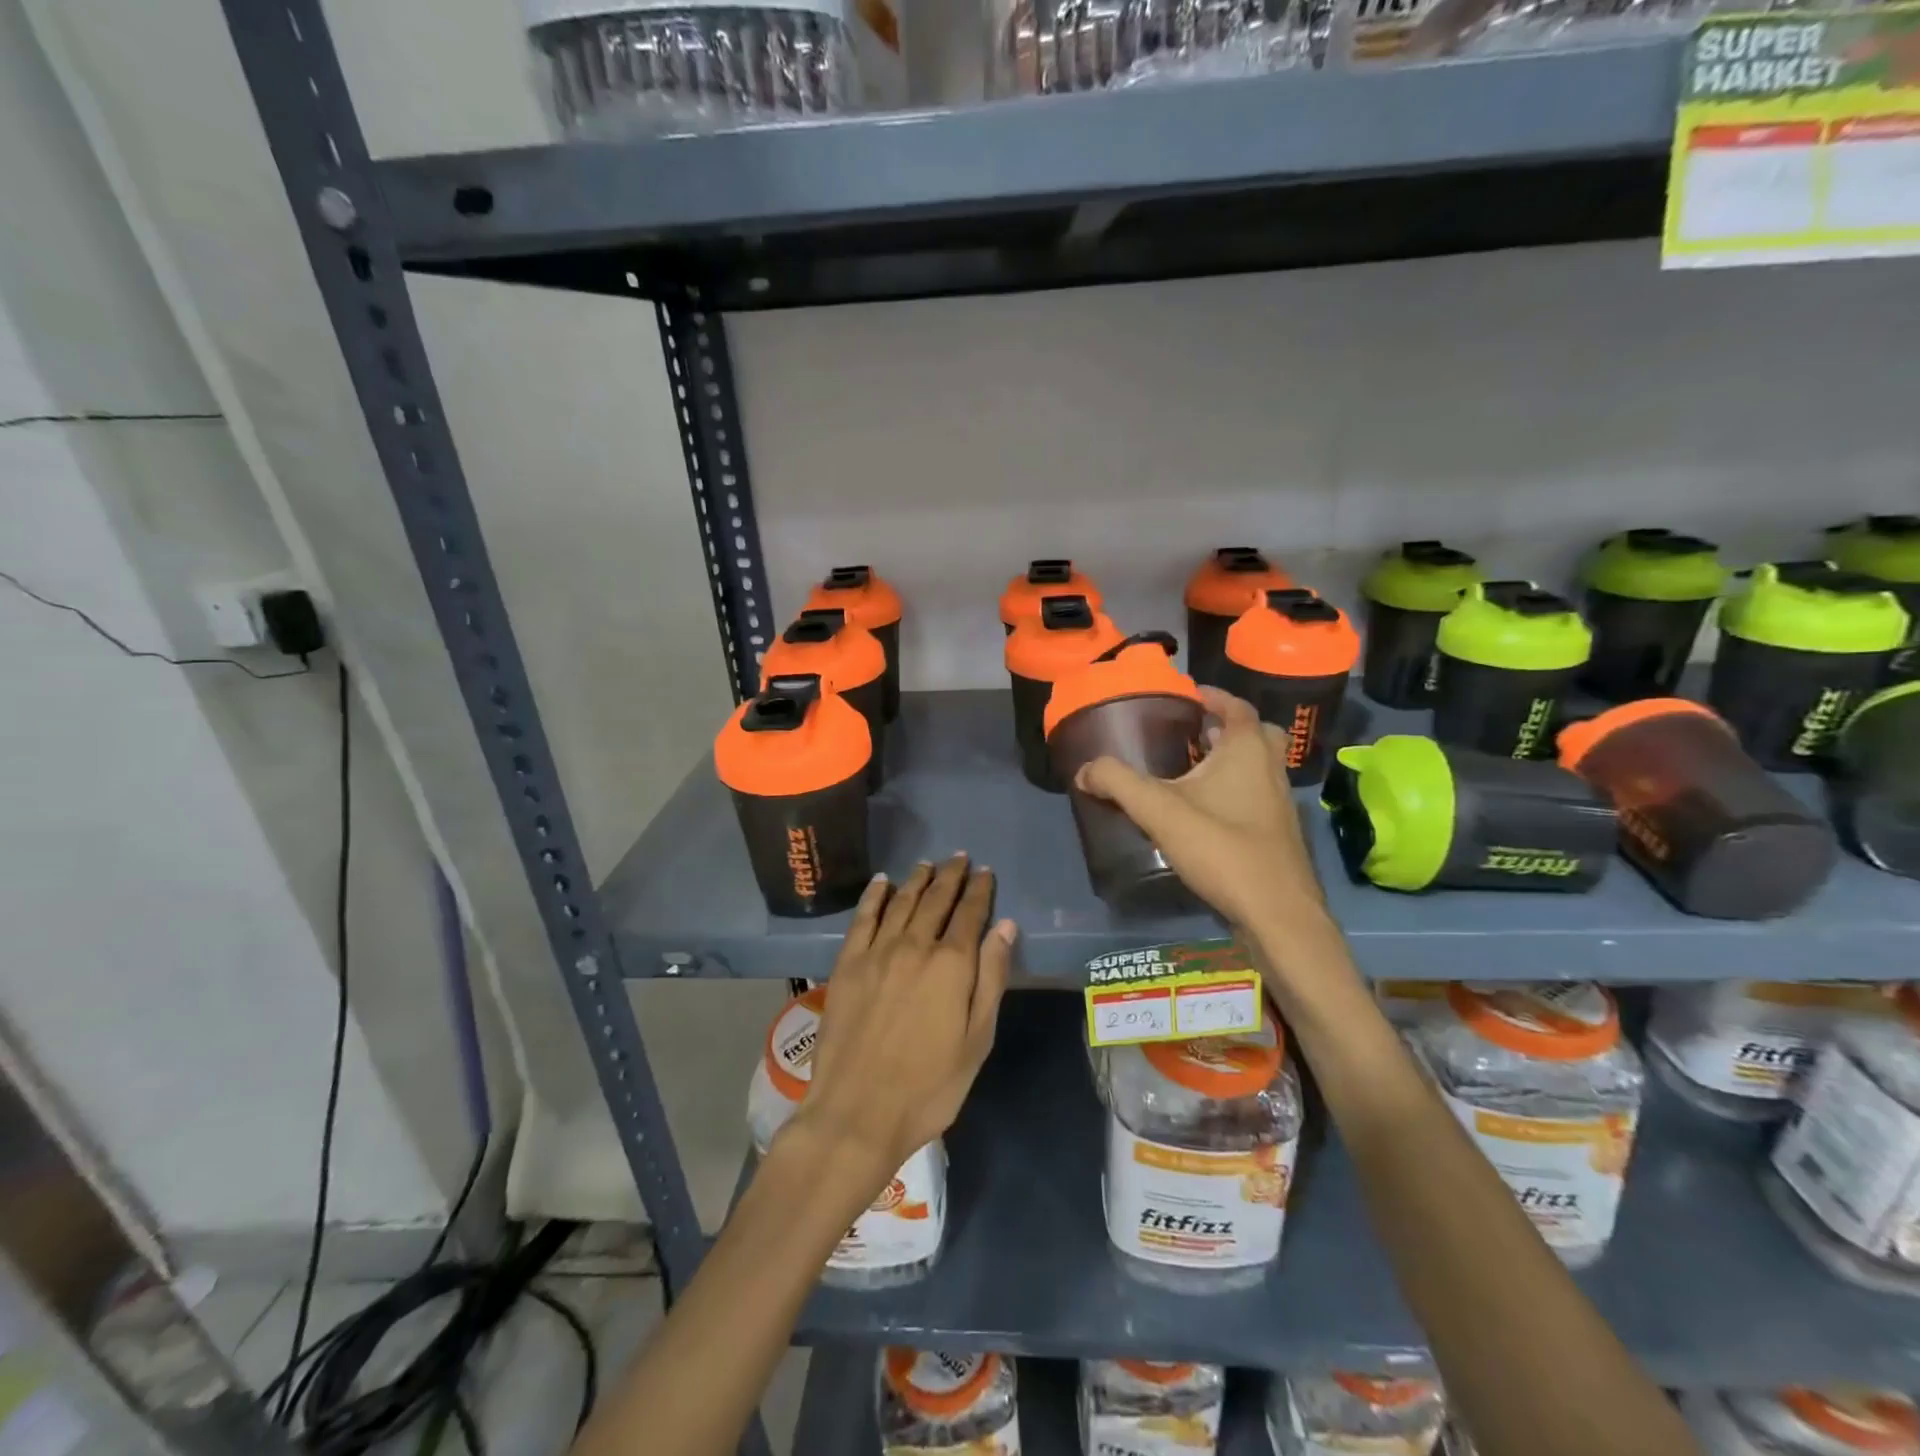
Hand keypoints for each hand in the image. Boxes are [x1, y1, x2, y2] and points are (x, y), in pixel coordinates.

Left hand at [788, 856, 1015, 1186]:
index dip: (980, 890)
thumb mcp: (976, 1040)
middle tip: (959, 858)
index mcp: (951, 964)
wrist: (858, 1113)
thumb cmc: (929, 1086)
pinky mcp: (847, 963)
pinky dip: (875, 895)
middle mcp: (915, 946)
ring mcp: (877, 952)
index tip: (985, 872)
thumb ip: (991, 978)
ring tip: (928, 864)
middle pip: (936, 900)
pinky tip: (882, 882)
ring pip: (901, 902)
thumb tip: (1006, 927)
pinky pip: (863, 917)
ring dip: (918, 880)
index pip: (970, 914)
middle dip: (951, 876)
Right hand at [1074, 688, 1323, 931]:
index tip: (1185, 695)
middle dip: (1223, 729)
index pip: (1234, 705)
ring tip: (1186, 772)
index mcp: (1248, 749)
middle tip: (1190, 735)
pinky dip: (1232, 792)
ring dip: (1228, 762)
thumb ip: (1118, 783)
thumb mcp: (1159, 810)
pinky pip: (1254, 797)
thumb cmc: (1222, 847)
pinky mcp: (1277, 834)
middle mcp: (1270, 768)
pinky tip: (1201, 815)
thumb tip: (1084, 770)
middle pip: (1253, 734)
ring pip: (1255, 767)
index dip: (1210, 696)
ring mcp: (1279, 803)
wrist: (1275, 913)